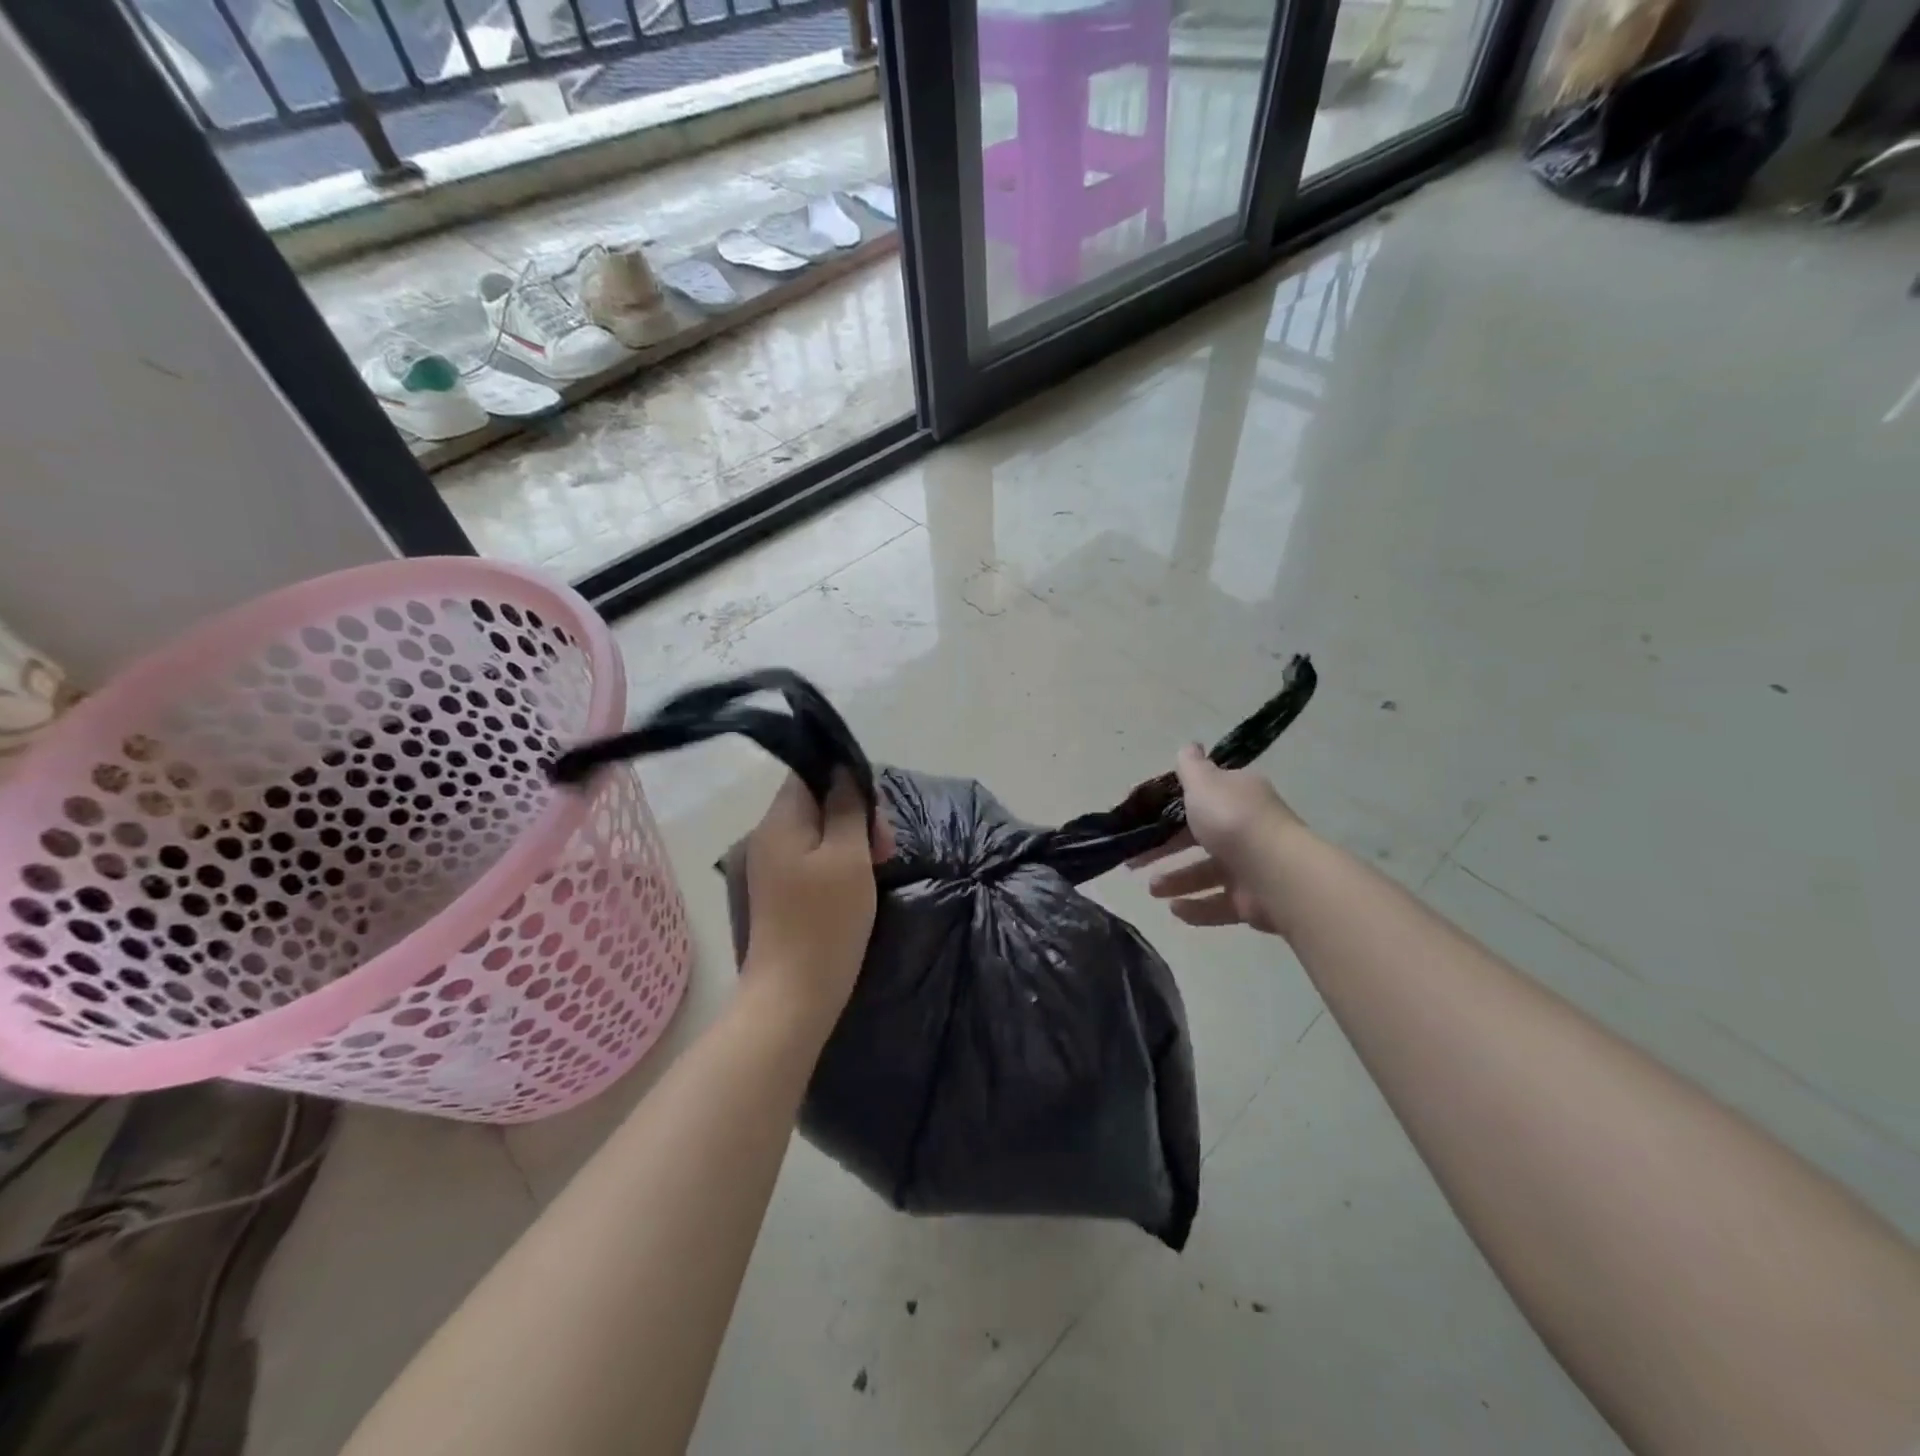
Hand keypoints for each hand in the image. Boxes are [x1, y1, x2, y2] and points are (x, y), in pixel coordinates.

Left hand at [742, 770, 892, 1026]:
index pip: (810, 773)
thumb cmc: (825, 922)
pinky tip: (859, 883)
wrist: (793, 996)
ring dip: (852, 840)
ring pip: (818, 832)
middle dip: (856, 815)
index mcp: (780, 821)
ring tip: (878, 867)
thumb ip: (847, 807)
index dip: (847, 780)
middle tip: (886, 849)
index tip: (876, 812)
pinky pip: (812, 858)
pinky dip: (838, 862)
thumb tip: (844, 772)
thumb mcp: (849, 856)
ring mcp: (771, 866)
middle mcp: (768, 836)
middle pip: (816, 802)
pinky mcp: (779, 892)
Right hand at [1130, 744, 1303, 934]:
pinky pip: (1218, 904)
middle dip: (1165, 849)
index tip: (1141, 820)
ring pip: (1206, 873)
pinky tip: (1174, 910)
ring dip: (1177, 880)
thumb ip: (1191, 767)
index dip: (1169, 809)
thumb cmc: (1232, 821)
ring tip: (1152, 890)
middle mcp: (1246, 829)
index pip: (1201, 799)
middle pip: (1198, 838)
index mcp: (1238, 797)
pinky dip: (1196, 908)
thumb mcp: (1204, 784)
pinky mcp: (1252, 901)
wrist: (1274, 872)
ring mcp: (1250, 867)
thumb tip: (1189, 746)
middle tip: (1134, 861)